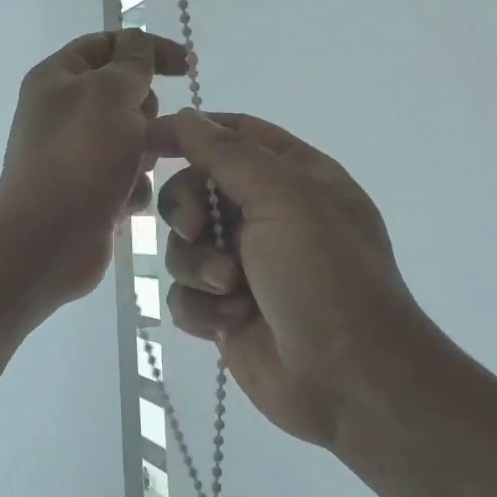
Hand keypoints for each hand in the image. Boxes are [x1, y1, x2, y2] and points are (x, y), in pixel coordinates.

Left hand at [0, 29, 190, 305]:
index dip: (147, 48)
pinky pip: (129, 179)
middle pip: (126, 96)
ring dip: (142, 155)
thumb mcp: (110, 91)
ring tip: (129, 172)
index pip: (106, 44)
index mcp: (57, 78)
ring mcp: (78, 155)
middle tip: (140, 131)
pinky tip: (121, 203)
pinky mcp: (91, 192)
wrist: (48, 237)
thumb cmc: (79, 155)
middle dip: (145, 114)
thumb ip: (132, 61)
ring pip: (135, 140)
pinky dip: (131, 189)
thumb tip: (137, 44)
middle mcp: (64, 113)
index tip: (186, 66)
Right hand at [149, 109, 442, 458]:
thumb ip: (228, 153)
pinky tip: (229, 322)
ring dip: (199, 267)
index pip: (233, 135)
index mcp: (294, 178)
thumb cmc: (325, 277)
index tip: (146, 140)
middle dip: (188, 212)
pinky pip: (185, 293)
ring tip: (231, 291)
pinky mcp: (226, 310)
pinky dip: (201, 307)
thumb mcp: (284, 198)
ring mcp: (245, 266)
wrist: (350, 379)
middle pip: (195, 191)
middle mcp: (267, 217)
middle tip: (196, 230)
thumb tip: (185, 116)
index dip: (190, 133)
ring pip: (184, 247)